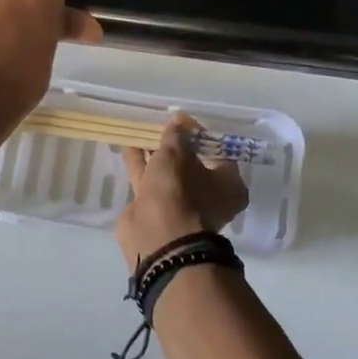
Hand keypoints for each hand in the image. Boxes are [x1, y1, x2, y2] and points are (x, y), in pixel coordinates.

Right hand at [116, 114, 249, 268]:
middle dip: (176, 145)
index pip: (217, 150)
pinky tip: (130, 147)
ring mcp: (181, 206)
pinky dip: (141, 165)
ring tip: (142, 131)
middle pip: (191, 163)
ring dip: (155, 153)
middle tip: (162, 125)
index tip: (181, 120)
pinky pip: (149, 181)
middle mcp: (208, 196)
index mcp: (228, 184)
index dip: (199, 133)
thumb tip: (177, 122)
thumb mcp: (177, 154)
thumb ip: (176, 136)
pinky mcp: (156, 211)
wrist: (157, 238)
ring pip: (167, 173)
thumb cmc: (179, 192)